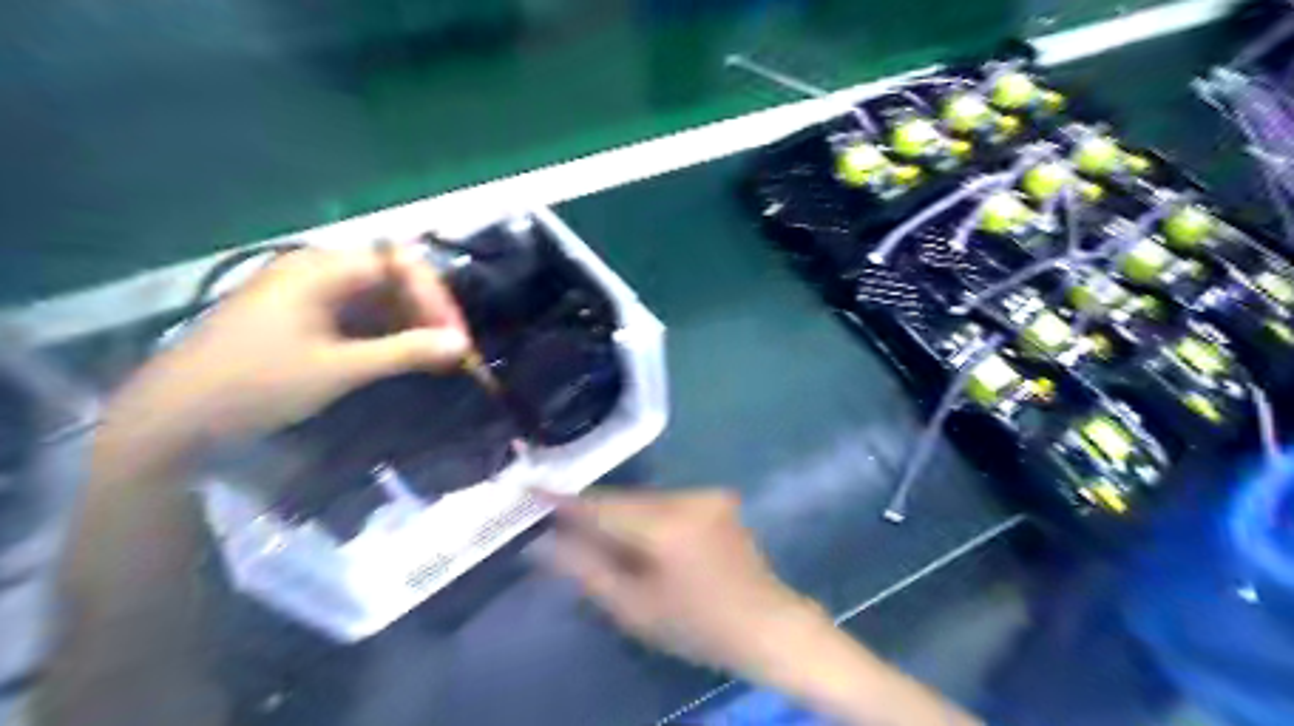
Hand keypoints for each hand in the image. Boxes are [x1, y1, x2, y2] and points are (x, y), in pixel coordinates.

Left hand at [102, 243, 473, 457]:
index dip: (435, 298)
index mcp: (321, 269)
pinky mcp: (301, 317)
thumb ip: (405, 352)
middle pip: (391, 278)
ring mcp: (306, 293)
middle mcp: (316, 271)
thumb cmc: (257, 384)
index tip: (456, 338)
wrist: (173, 417)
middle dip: (427, 312)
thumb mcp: (339, 369)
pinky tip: (401, 358)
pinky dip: (385, 334)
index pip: (400, 264)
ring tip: (433, 359)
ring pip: (377, 298)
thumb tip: (462, 344)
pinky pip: (357, 315)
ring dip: (409, 325)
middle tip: (451, 352)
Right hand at [542, 490, 821, 671]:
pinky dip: (648, 516)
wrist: (767, 623)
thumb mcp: (634, 607)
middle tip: (563, 525)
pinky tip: (645, 540)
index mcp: (665, 525)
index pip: (601, 505)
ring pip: (646, 500)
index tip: (530, 486)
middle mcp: (685, 498)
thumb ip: (586, 569)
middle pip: (624, 499)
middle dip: (594, 512)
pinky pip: (667, 502)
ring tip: (605, 540)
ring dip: (623, 515)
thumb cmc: (697, 625)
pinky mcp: (717, 498)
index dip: (563, 498)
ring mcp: (706, 495)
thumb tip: (543, 543)